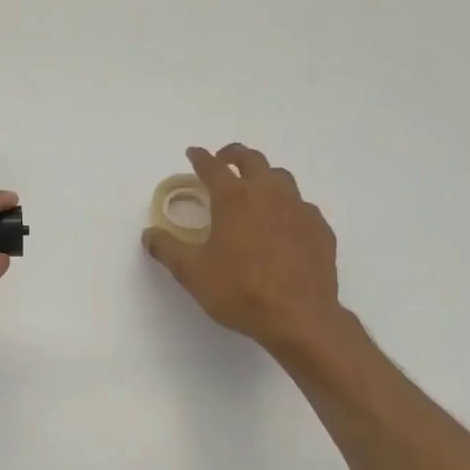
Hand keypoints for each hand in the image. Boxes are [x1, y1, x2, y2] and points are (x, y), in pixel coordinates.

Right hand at [142, 145, 350, 365]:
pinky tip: (282, 224)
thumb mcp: (192, 273)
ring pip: (282, 178)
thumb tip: (150, 234)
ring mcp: (300, 209)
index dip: (200, 158)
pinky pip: (301, 206)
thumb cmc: (239, 291)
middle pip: (253, 160)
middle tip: (224, 160)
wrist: (298, 317)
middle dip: (235, 155)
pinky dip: (287, 205)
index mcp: (234, 199)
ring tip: (254, 189)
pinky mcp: (320, 229)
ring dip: (264, 176)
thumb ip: (167, 249)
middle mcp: (269, 194)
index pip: (213, 167)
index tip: (193, 153)